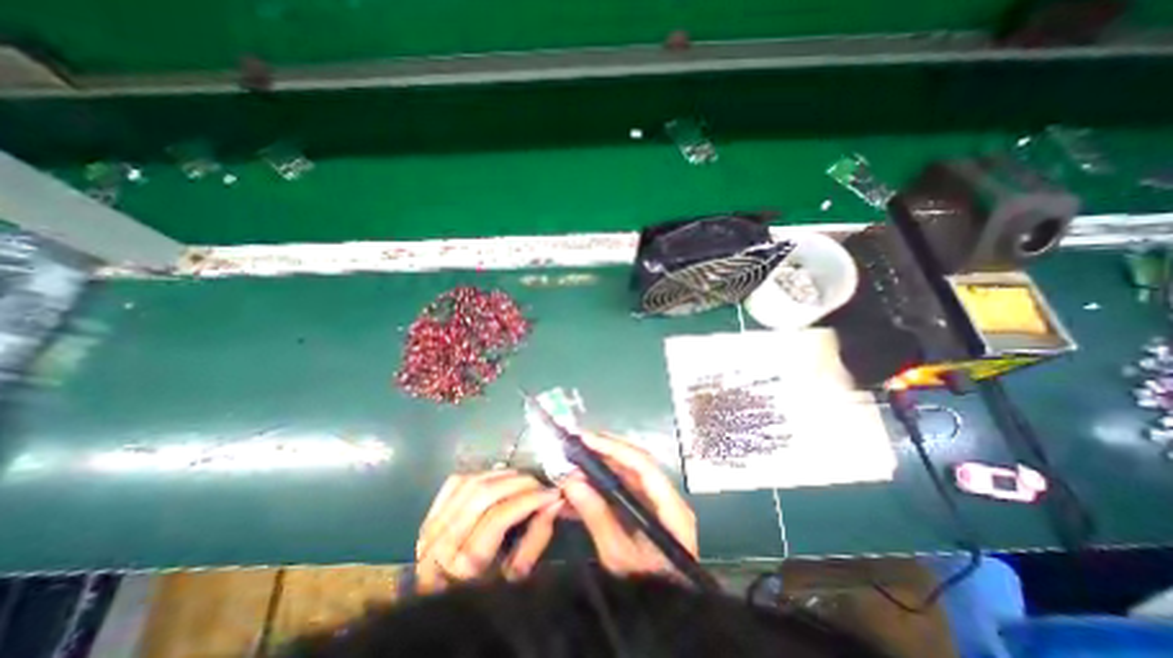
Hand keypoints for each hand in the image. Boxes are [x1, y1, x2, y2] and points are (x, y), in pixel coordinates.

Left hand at [416, 471, 562, 592]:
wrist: (445, 598)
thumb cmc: (488, 593)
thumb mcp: (517, 569)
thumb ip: (537, 534)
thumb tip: (554, 501)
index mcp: (463, 567)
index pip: (498, 518)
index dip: (527, 500)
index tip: (551, 493)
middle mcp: (441, 545)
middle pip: (484, 495)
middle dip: (517, 483)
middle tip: (538, 483)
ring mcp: (431, 528)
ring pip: (472, 484)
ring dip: (502, 476)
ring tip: (523, 478)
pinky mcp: (428, 515)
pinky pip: (458, 481)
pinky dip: (482, 475)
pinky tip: (498, 477)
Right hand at [558, 434, 694, 577]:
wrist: (666, 618)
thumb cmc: (647, 590)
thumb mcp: (618, 557)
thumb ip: (597, 516)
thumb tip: (571, 481)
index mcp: (670, 508)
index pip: (643, 465)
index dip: (614, 448)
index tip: (587, 439)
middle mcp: (666, 499)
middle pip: (636, 464)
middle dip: (605, 452)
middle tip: (577, 444)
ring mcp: (657, 504)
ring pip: (627, 475)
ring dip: (600, 468)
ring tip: (574, 464)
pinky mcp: (646, 512)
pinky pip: (623, 491)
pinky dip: (601, 487)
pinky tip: (580, 489)